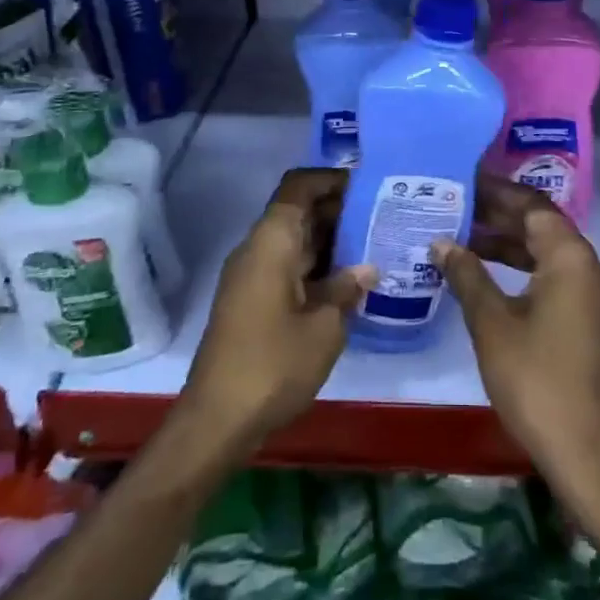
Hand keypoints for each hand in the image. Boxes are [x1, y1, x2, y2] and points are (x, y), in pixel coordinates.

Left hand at [180, 169, 373, 454]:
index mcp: (272, 241)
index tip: (368, 186)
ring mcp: (251, 275)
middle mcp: (258, 248)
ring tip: (374, 245)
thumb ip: (347, 289)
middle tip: (382, 217)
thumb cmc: (273, 364)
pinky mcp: (251, 300)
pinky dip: (316, 265)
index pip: (299, 186)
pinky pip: (287, 265)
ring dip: (329, 240)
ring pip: (294, 240)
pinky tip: (348, 282)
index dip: (331, 180)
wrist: (217, 420)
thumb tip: (367, 268)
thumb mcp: (324, 327)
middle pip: (298, 211)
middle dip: (338, 210)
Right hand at [433, 180, 599, 489]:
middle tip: (454, 206)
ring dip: (506, 243)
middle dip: (498, 216)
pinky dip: (519, 268)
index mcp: (570, 257)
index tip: (463, 182)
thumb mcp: (491, 323)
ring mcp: (591, 293)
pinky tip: (485, 274)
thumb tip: (441, 242)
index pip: (532, 206)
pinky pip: (551, 275)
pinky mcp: (586, 317)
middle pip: (540, 225)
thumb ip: (467, 274)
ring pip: (544, 252)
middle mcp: (588, 265)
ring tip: (461, 236)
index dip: (496, 192)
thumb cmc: (535, 378)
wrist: (583, 448)